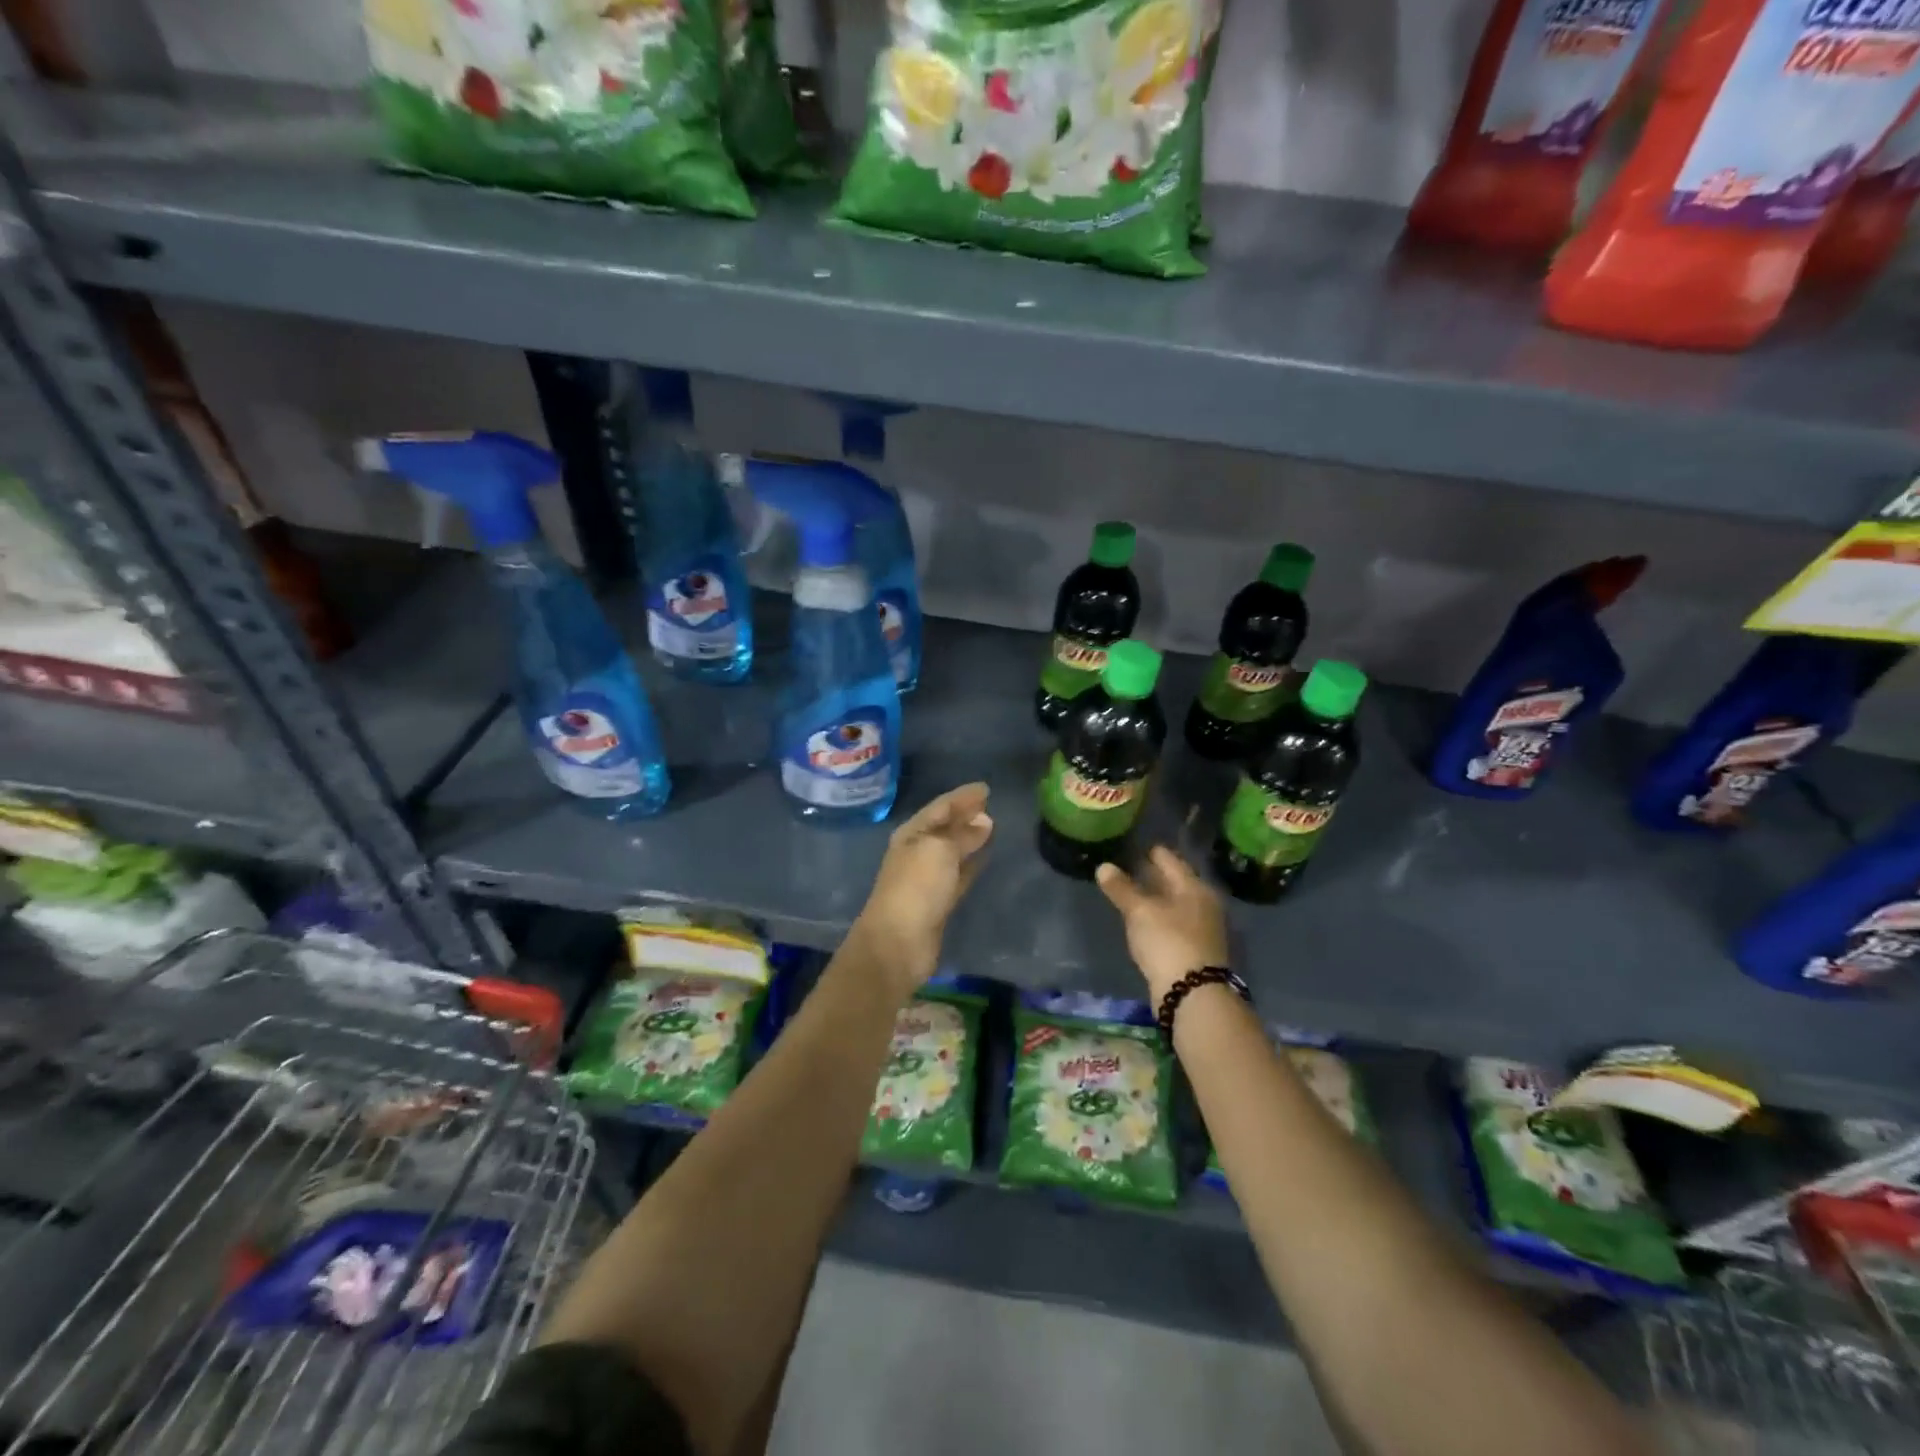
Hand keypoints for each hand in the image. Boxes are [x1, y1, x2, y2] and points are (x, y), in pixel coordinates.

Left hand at [852, 782, 993, 994]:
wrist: (898, 943)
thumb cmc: (916, 887)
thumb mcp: (940, 851)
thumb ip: (963, 835)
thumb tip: (984, 821)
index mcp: (911, 834)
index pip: (940, 807)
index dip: (961, 796)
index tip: (985, 788)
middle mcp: (917, 851)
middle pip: (944, 827)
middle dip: (965, 815)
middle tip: (990, 804)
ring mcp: (926, 878)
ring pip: (952, 850)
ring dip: (969, 838)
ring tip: (991, 826)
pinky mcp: (938, 901)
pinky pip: (959, 874)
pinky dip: (971, 863)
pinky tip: (985, 857)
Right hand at [1095, 846, 1230, 1001]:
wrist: (1193, 994)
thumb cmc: (1168, 941)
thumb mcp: (1140, 912)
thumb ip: (1121, 888)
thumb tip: (1103, 866)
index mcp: (1194, 887)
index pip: (1170, 860)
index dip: (1151, 852)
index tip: (1133, 845)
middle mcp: (1203, 903)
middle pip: (1175, 882)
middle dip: (1153, 875)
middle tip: (1127, 866)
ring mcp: (1202, 928)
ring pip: (1174, 904)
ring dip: (1155, 898)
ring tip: (1130, 893)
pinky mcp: (1195, 949)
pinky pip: (1173, 923)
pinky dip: (1158, 917)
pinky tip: (1143, 921)